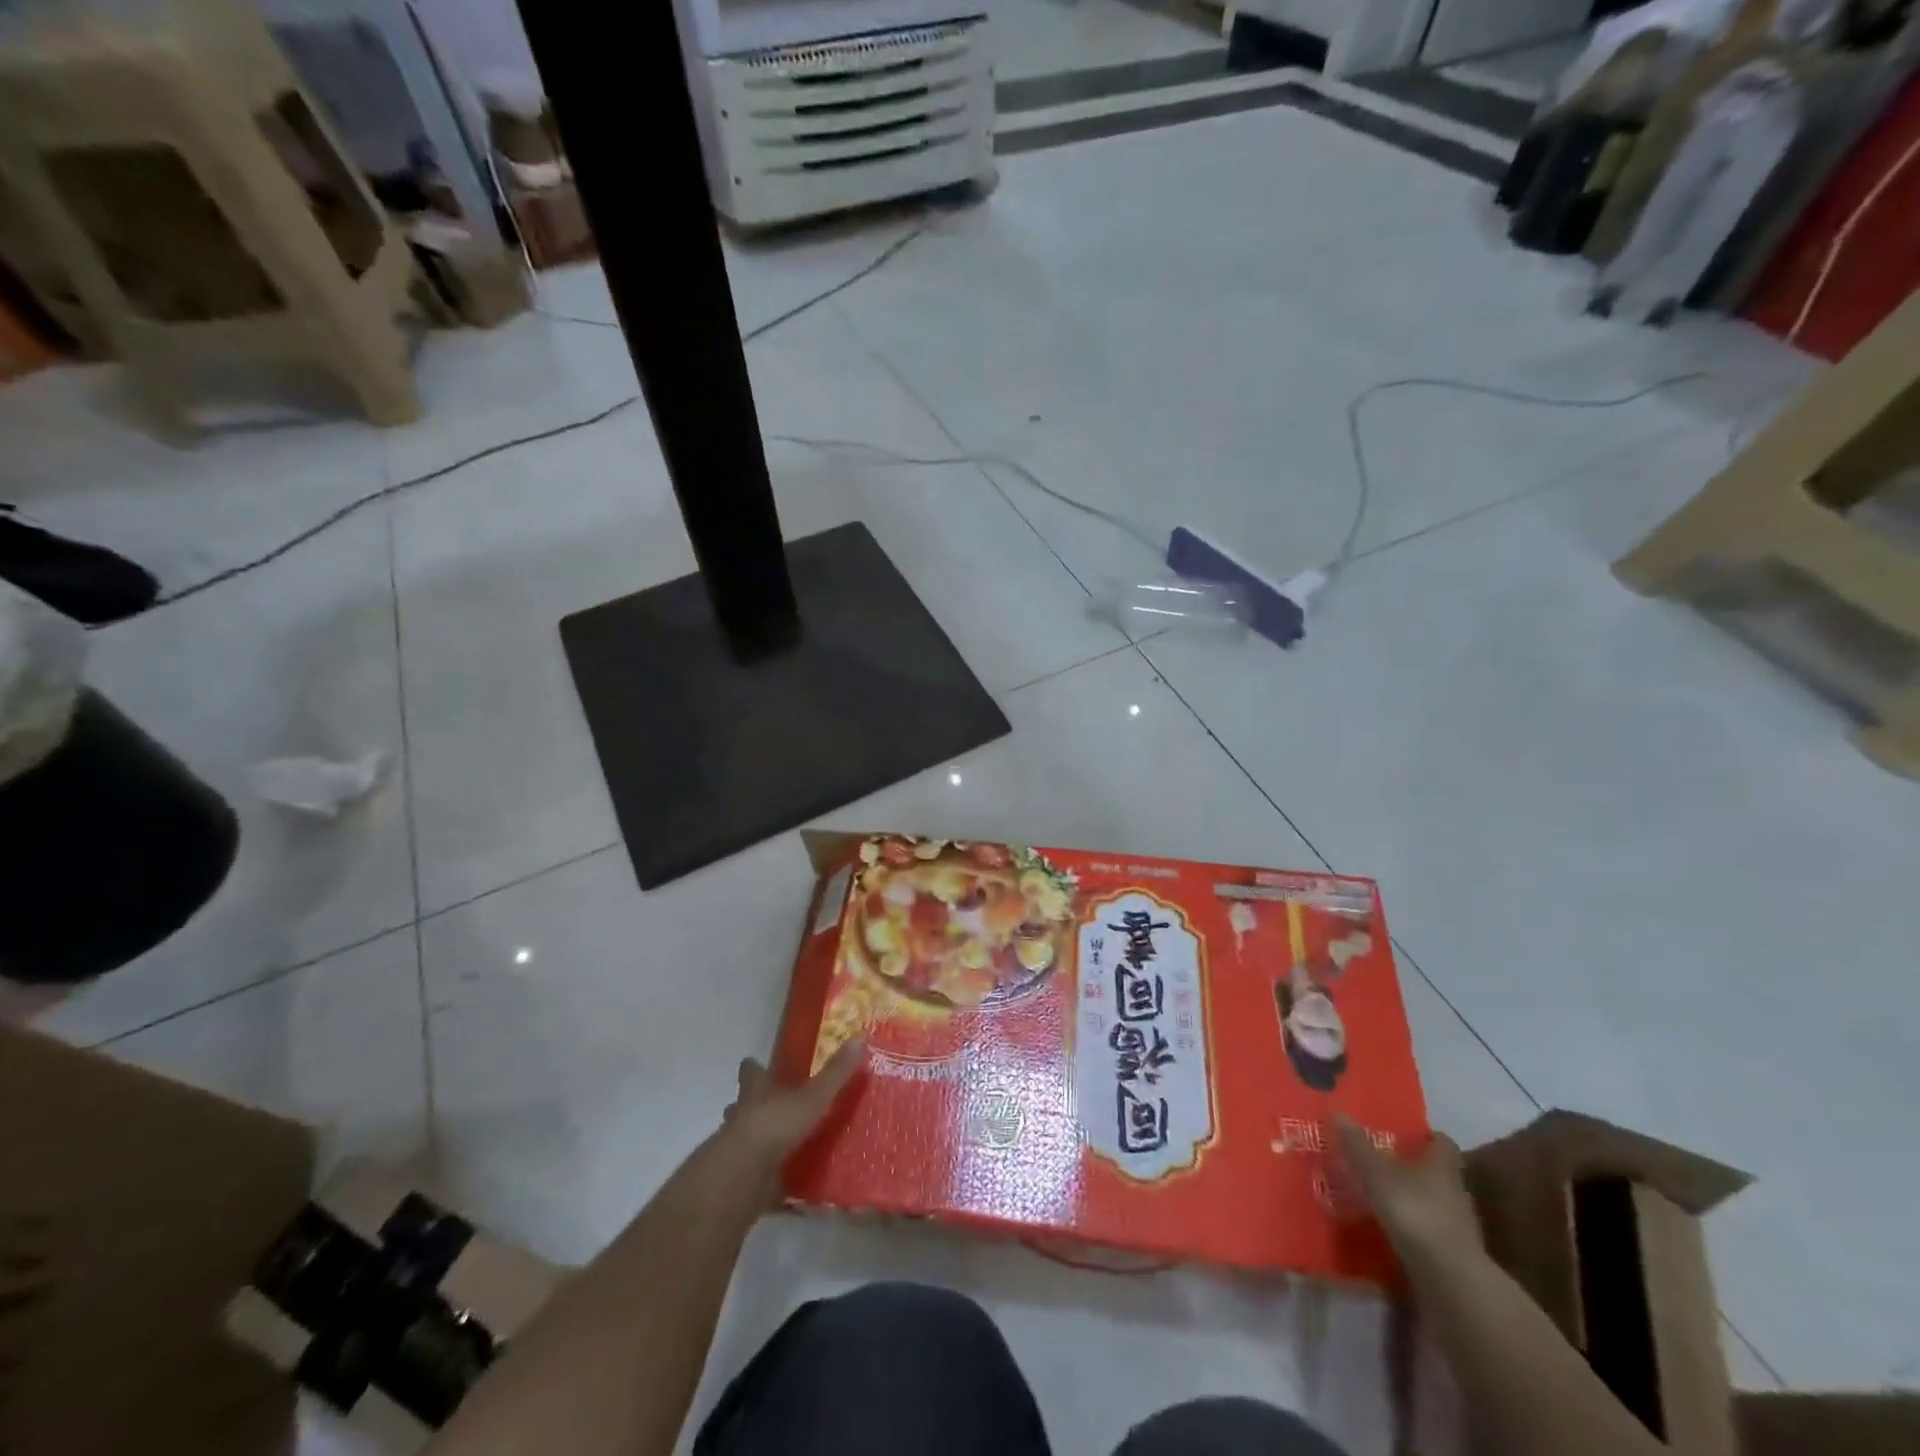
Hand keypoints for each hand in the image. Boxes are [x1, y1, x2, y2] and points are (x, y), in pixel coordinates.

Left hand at [720, 1040, 866, 1170]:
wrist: (743, 1176)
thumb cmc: (774, 1125)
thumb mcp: (812, 1097)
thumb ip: (835, 1073)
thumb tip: (860, 1037)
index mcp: (756, 1091)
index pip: (751, 1072)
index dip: (754, 1068)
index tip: (755, 1063)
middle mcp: (743, 1115)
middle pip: (743, 1105)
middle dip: (756, 1106)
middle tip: (777, 1105)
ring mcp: (740, 1149)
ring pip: (749, 1139)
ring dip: (763, 1140)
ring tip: (787, 1143)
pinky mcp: (744, 1179)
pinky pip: (760, 1175)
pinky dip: (773, 1177)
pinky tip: (791, 1181)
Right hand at [1335, 1116, 1481, 1266]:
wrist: (1451, 1282)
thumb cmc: (1416, 1213)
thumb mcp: (1377, 1174)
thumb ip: (1357, 1146)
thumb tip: (1338, 1112)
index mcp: (1442, 1166)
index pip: (1441, 1143)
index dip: (1424, 1136)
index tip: (1401, 1134)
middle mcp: (1454, 1192)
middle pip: (1435, 1173)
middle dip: (1410, 1168)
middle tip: (1376, 1163)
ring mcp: (1456, 1227)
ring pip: (1430, 1203)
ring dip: (1408, 1200)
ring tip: (1375, 1197)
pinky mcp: (1450, 1257)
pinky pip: (1426, 1233)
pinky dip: (1409, 1230)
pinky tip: (1385, 1232)